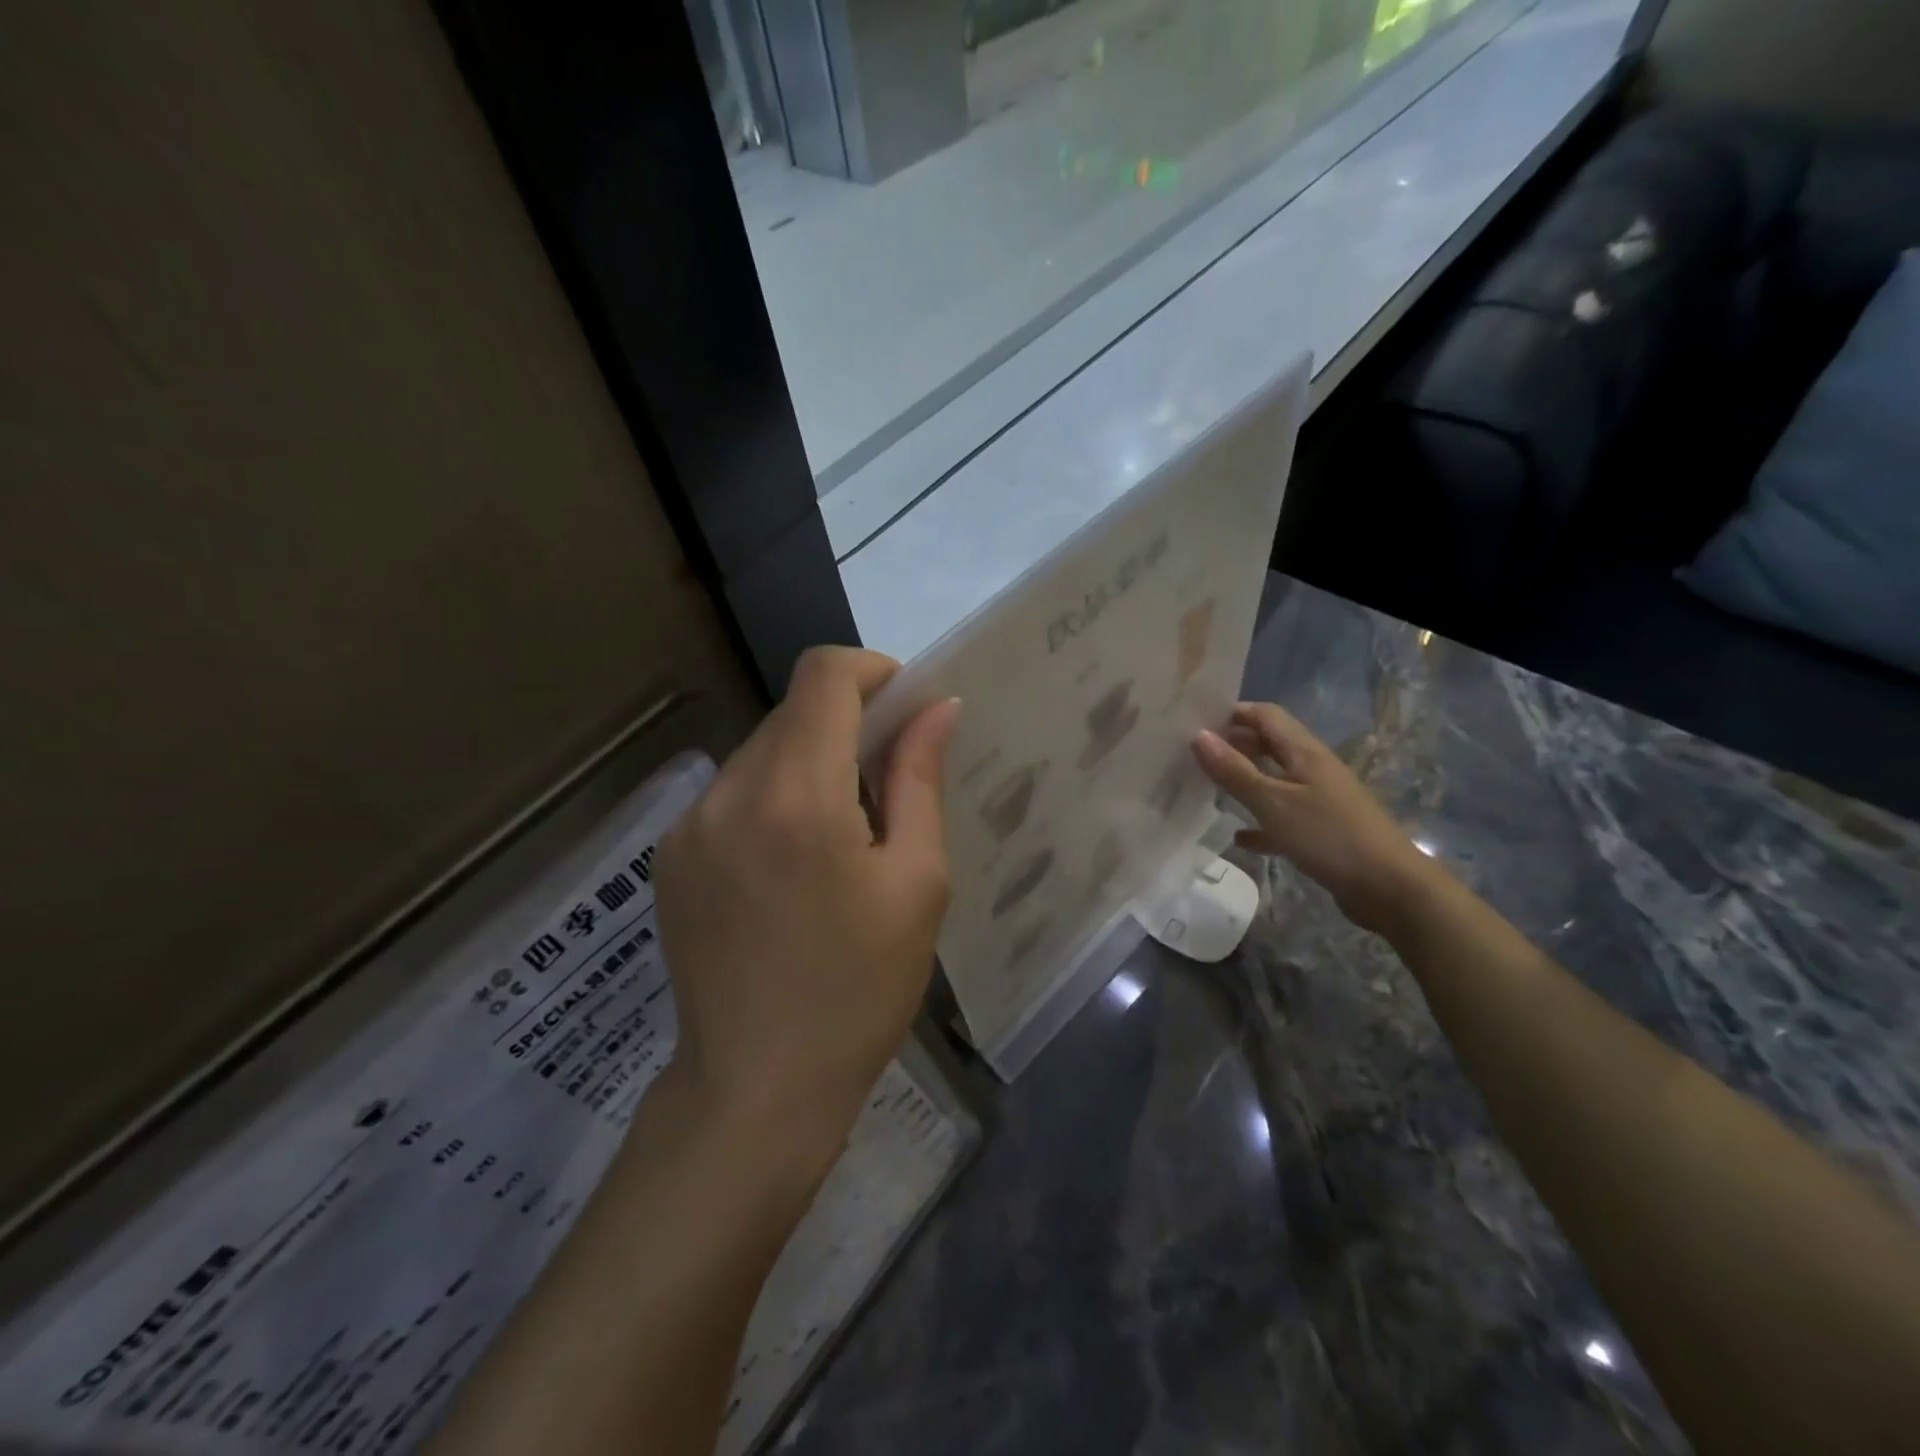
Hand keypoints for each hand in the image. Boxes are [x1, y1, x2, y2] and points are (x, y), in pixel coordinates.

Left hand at [654, 647, 958, 1166]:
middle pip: (792, 713)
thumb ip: (919, 780)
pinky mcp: (669, 856)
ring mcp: (689, 825)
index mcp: (797, 795)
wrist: (756, 1089)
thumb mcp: (916, 883)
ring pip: (760, 752)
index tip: (904, 705)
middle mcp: (730, 792)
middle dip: (845, 724)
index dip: (870, 670)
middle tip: (887, 781)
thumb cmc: (859, 989)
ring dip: (808, 763)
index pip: (823, 676)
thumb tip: (936, 708)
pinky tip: (791, 865)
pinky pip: (732, 794)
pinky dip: (771, 798)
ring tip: (841, 834)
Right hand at [1193, 702, 1432, 935]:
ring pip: (1275, 780)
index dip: (1233, 712)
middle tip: (1194, 754)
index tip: (1196, 721)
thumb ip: (1235, 771)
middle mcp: (1313, 769)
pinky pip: (1283, 818)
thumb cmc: (1330, 837)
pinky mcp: (1322, 831)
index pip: (1266, 715)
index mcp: (1305, 752)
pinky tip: (1239, 838)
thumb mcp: (1274, 803)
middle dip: (1235, 744)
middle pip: (1270, 744)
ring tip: (1208, 788)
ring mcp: (1320, 800)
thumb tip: (1198, 735)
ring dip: (1245, 780)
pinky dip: (1260, 823)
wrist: (1391, 889)